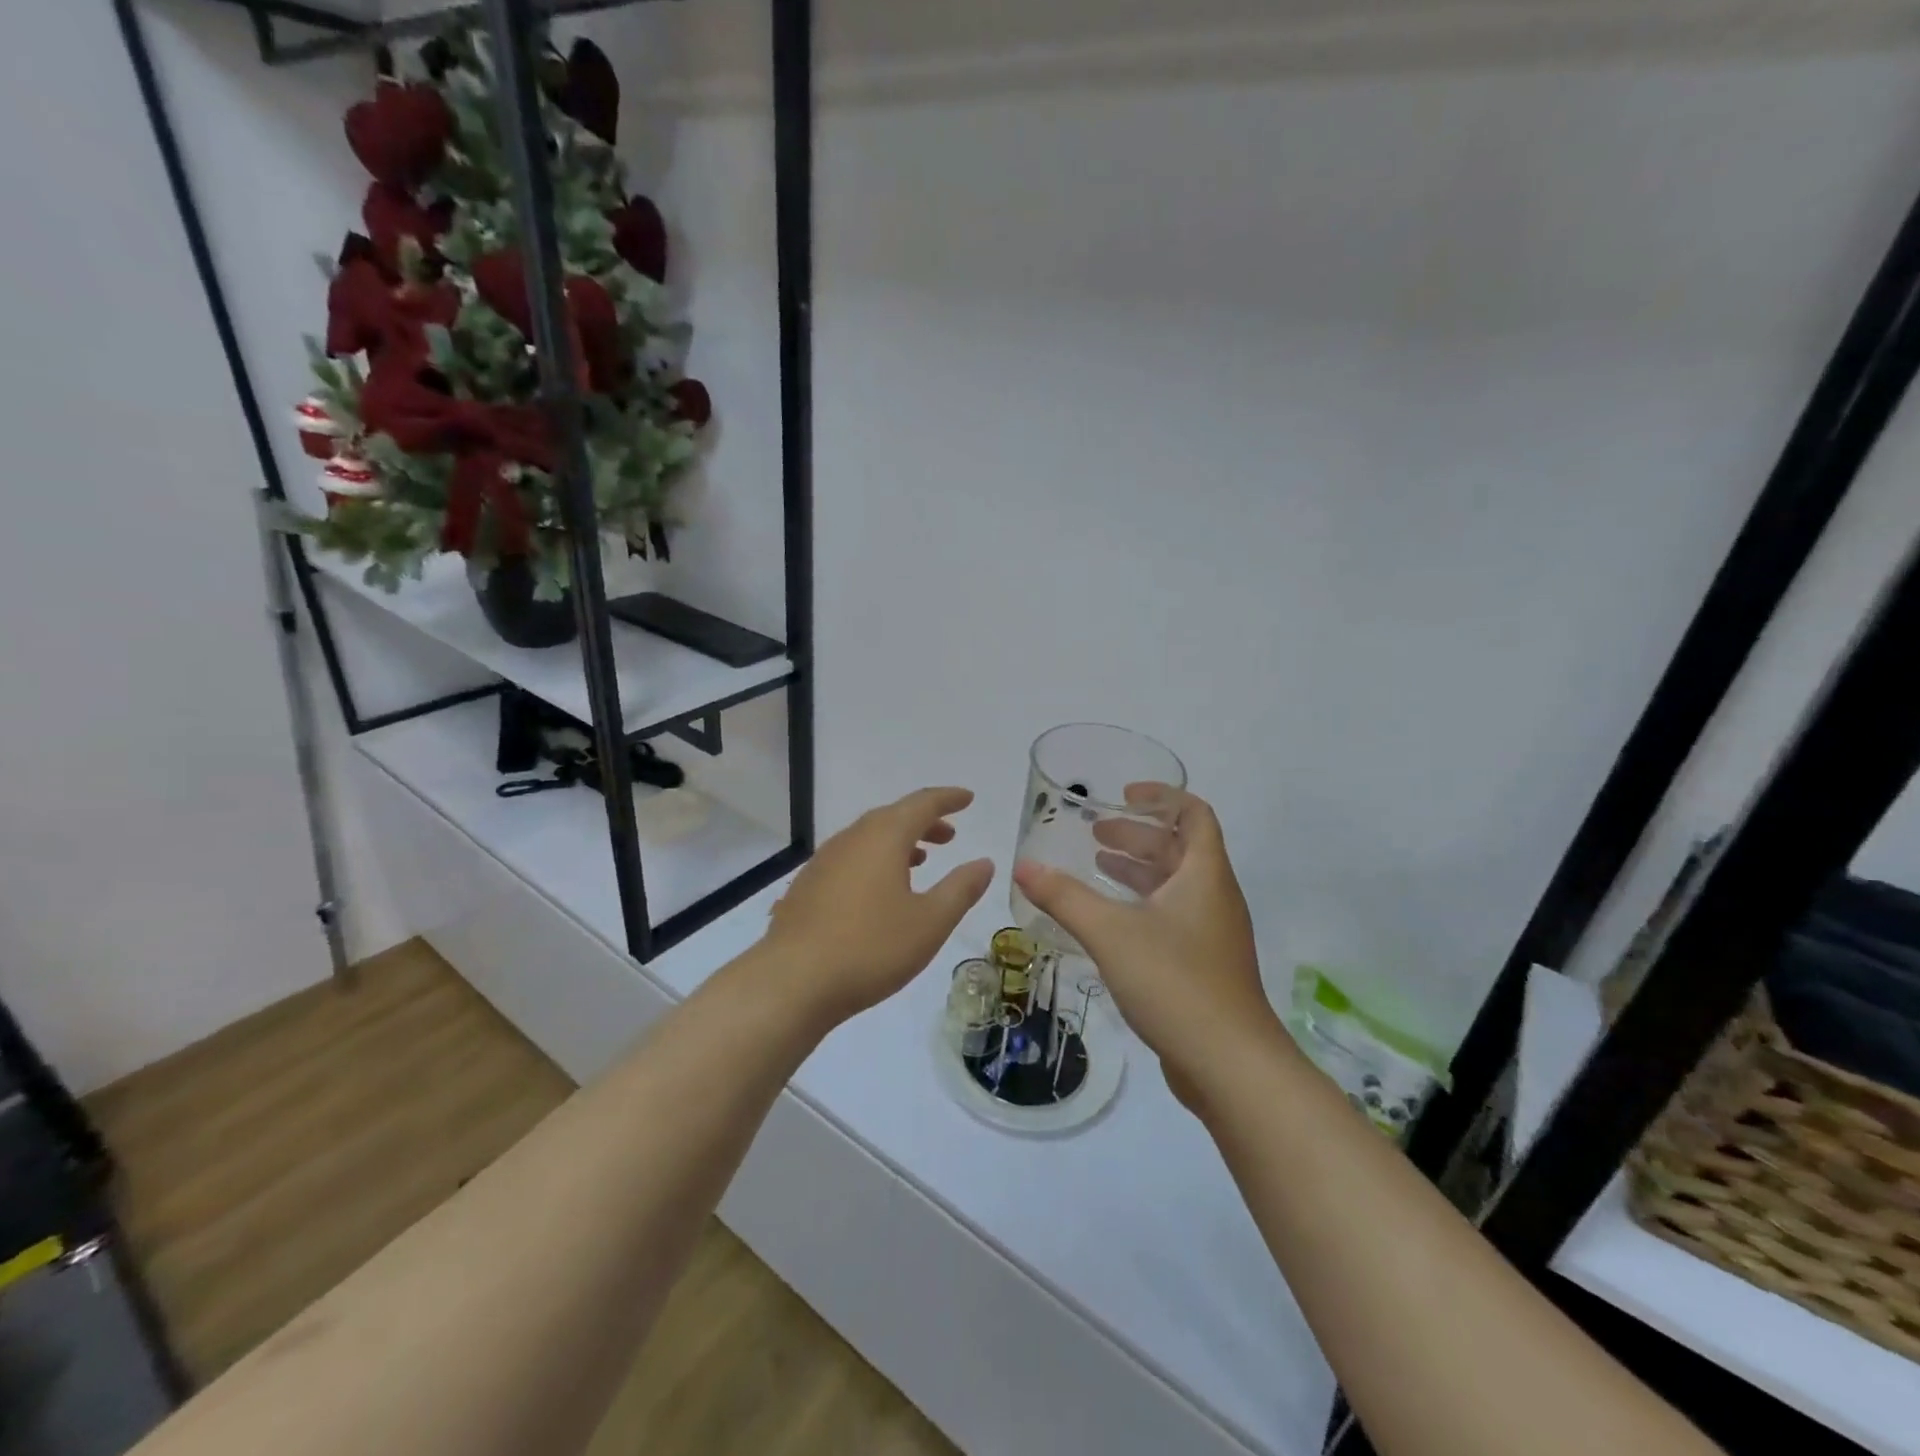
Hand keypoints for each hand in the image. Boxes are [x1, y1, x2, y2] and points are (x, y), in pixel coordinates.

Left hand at [763, 787, 992, 1029]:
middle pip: (893, 817)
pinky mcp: (807, 886)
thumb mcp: (930, 922)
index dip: (948, 799)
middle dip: (924, 821)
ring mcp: (824, 861)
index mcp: (883, 837)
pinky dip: (874, 860)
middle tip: (949, 835)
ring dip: (898, 842)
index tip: (968, 798)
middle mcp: (851, 839)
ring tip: (920, 860)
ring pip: (868, 838)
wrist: (792, 982)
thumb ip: (960, 889)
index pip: (922, 804)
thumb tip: (984, 863)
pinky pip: (850, 858)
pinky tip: (878, 891)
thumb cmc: (871, 948)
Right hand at [1012, 791, 1281, 1109]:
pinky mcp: (1204, 966)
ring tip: (1096, 867)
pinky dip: (1141, 905)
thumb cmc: (1175, 982)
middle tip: (1095, 835)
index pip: (1194, 814)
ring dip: (1138, 871)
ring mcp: (1212, 934)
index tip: (1123, 795)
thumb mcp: (1111, 932)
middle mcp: (1214, 897)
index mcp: (1204, 874)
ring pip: (1174, 886)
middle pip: (1179, 849)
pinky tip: (1109, 922)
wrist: (1230, 1065)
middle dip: (1137, 836)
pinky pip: (1171, 917)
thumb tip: (1023, 866)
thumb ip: (1064, 897)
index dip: (1161, 797)